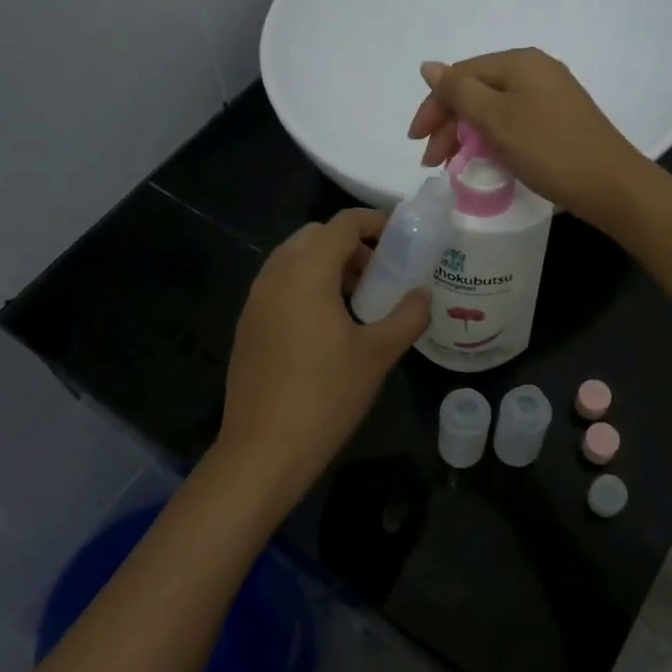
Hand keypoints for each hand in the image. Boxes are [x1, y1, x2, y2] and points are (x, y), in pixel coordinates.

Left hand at [211, 208, 429, 516]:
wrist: (263, 450)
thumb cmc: (326, 396)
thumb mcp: (377, 355)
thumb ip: (407, 316)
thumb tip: (423, 295)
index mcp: (306, 273)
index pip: (342, 224)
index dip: (374, 221)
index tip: (402, 236)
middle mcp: (275, 276)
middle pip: (314, 236)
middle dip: (350, 243)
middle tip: (381, 270)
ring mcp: (255, 300)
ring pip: (293, 260)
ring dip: (327, 265)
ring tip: (359, 298)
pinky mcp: (248, 325)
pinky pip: (280, 285)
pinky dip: (306, 285)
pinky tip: (328, 324)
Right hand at [406, 48, 647, 226]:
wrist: (610, 184)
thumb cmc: (549, 148)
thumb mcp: (497, 119)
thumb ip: (459, 92)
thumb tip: (428, 67)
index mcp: (519, 62)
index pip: (461, 76)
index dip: (434, 107)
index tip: (416, 142)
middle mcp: (535, 70)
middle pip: (477, 91)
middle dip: (449, 125)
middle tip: (432, 162)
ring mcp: (550, 95)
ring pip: (493, 109)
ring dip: (467, 135)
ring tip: (453, 165)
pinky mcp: (558, 120)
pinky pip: (513, 122)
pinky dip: (492, 139)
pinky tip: (485, 160)